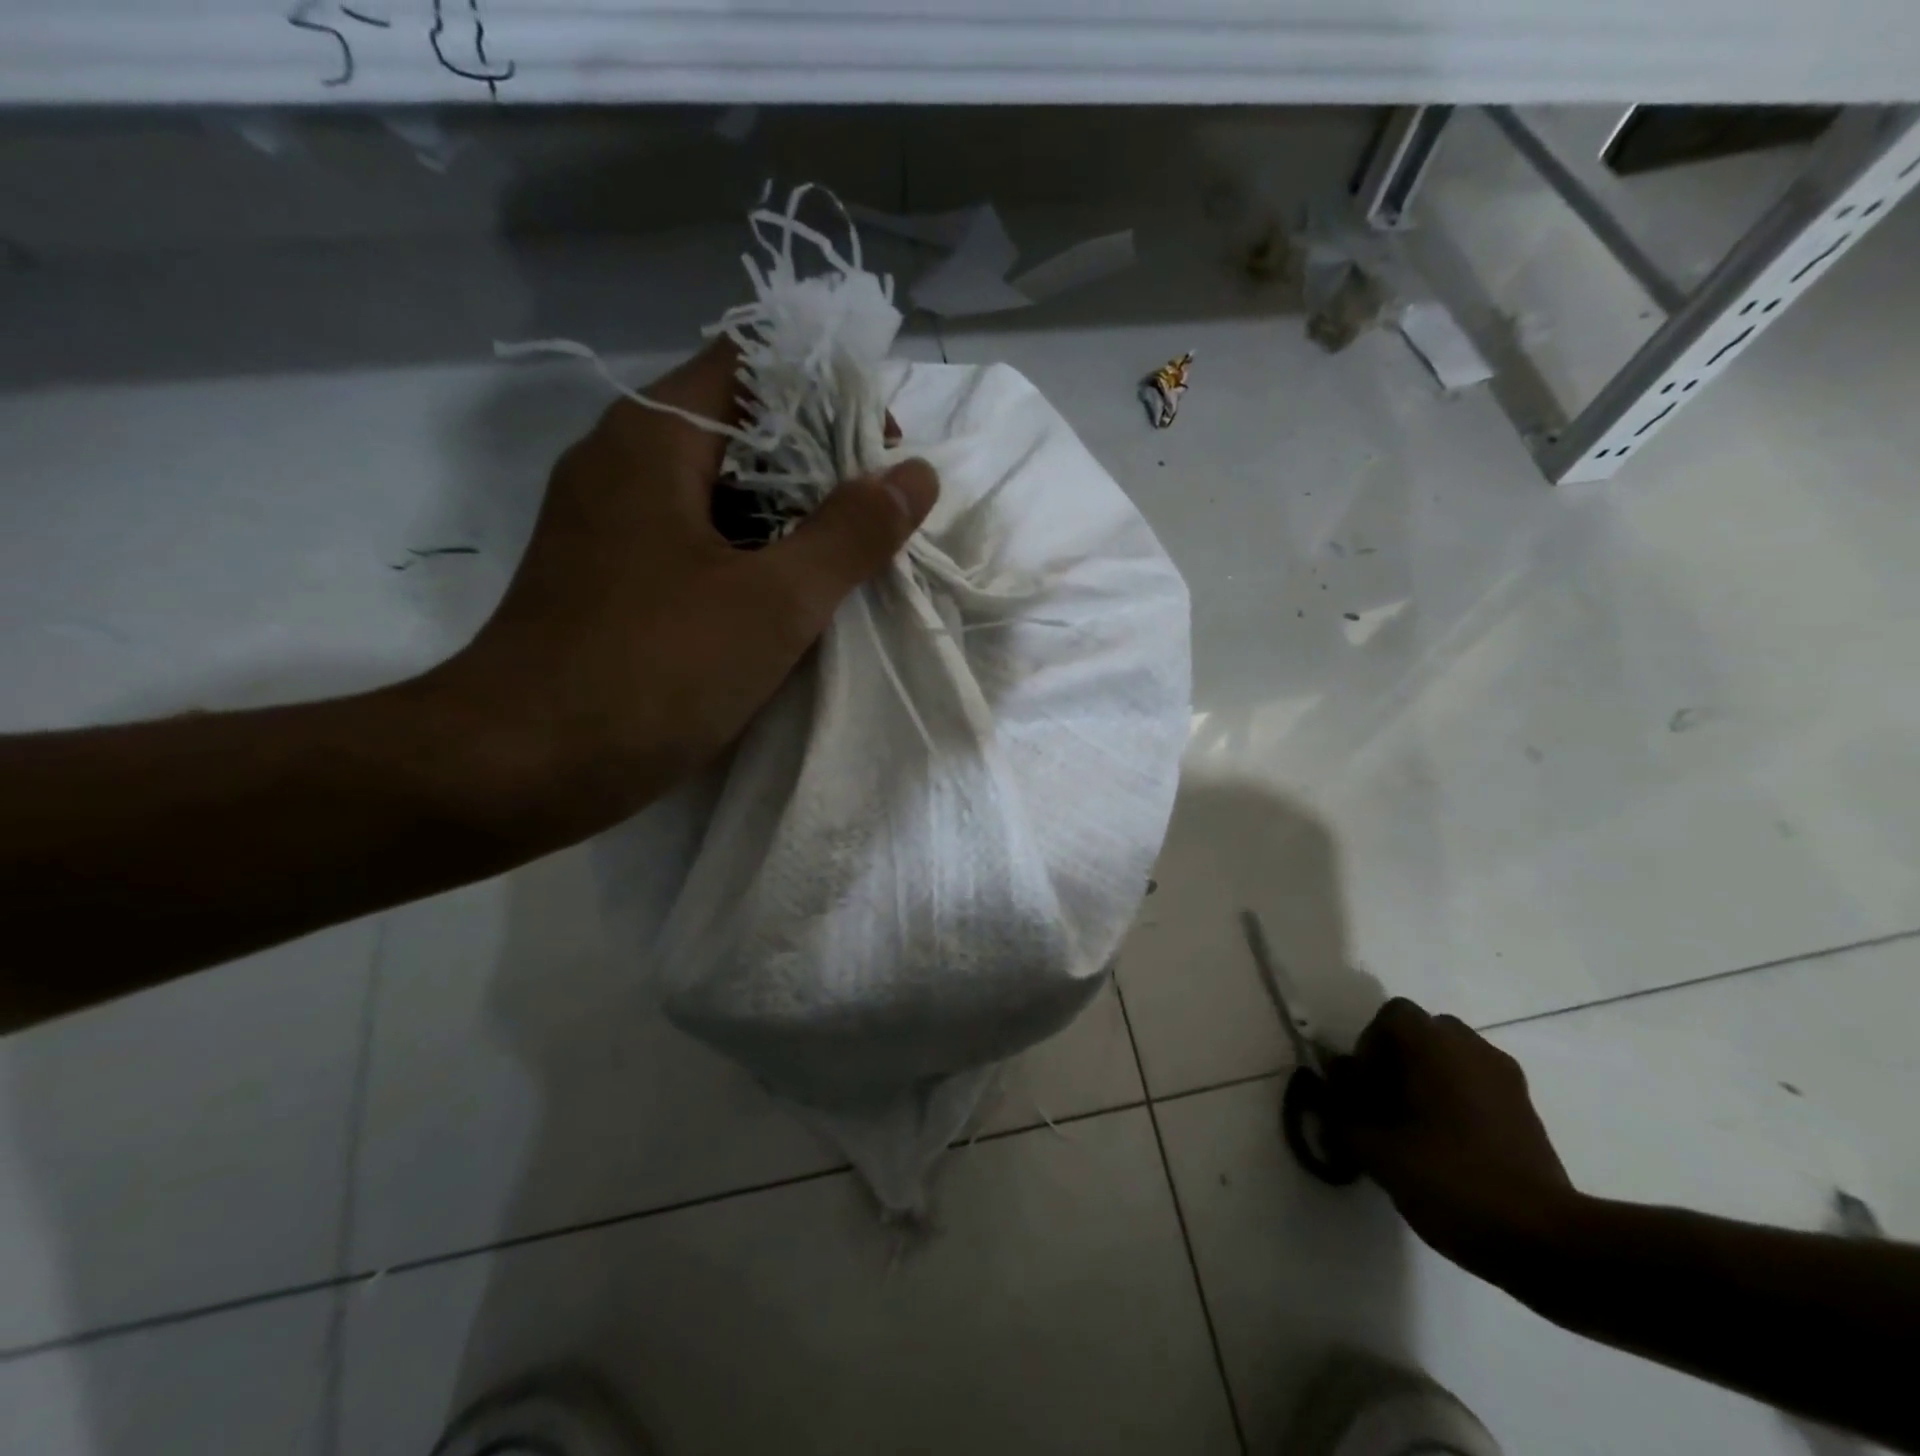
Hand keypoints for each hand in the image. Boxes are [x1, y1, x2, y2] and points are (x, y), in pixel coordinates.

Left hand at [431, 340, 938, 841]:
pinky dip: (749, 554)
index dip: (830, 393)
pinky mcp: (611, 575)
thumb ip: (852, 533)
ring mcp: (611, 520)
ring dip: (788, 514)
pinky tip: (790, 599)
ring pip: (719, 488)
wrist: (518, 766)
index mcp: (656, 437)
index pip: (755, 363)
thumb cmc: (652, 672)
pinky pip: (696, 538)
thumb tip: (915, 475)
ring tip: (848, 560)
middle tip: (877, 518)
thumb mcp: (774, 602)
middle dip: (819, 463)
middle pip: (740, 425)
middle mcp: (625, 459)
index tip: (880, 455)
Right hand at [1326, 998, 1577, 1278]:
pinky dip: (1457, 1103)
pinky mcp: (1528, 1112)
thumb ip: (1342, 1113)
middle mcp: (1471, 1047)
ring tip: (1415, 1130)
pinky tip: (1449, 1148)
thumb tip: (1333, 1092)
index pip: (1390, 1017)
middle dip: (1398, 1062)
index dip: (1369, 1047)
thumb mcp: (1375, 1150)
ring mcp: (1506, 1079)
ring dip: (1428, 1082)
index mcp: (1433, 1044)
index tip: (1364, 1089)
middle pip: (1423, 1035)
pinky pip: (1478, 1087)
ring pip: (1452, 1061)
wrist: (1545, 1240)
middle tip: (1384, 1106)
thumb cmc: (1449, 1178)